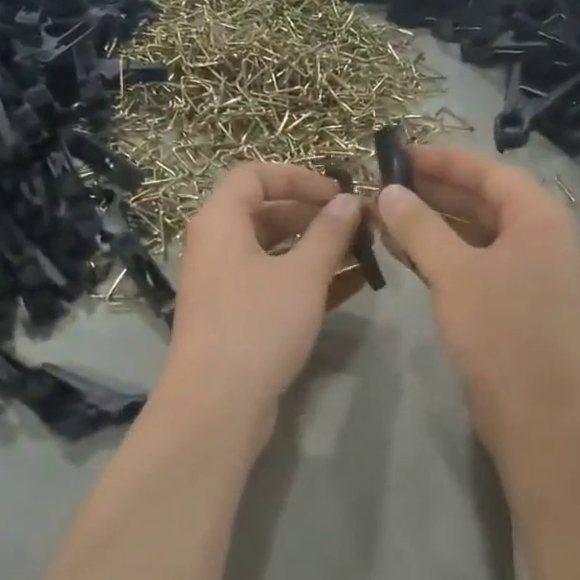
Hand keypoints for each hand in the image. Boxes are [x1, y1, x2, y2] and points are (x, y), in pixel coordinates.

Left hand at [159, 163, 365, 422]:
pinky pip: (273, 282)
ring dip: (316, 247)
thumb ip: (329, 232)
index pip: (255, 175)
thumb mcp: (302, 274)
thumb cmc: (258, 325)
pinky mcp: (236, 315)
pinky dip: (307, 278)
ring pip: (274, 250)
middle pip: (266, 212)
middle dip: (314, 214)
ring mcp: (224, 283)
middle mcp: (216, 246)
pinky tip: (351, 284)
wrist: (217, 404)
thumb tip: (349, 201)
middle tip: (359, 225)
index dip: (299, 177)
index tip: (339, 192)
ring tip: (363, 252)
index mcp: (220, 221)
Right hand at [376, 146, 579, 451]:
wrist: (543, 416)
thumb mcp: (455, 273)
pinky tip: (407, 255)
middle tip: (382, 185)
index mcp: (539, 217)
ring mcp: (530, 274)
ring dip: (434, 225)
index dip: (443, 160)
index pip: (488, 171)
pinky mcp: (515, 305)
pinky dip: (443, 257)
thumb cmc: (503, 332)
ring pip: (476, 235)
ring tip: (385, 216)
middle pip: (483, 200)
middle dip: (433, 192)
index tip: (398, 154)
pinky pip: (476, 265)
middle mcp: (540, 238)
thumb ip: (420, 227)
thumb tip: (389, 191)